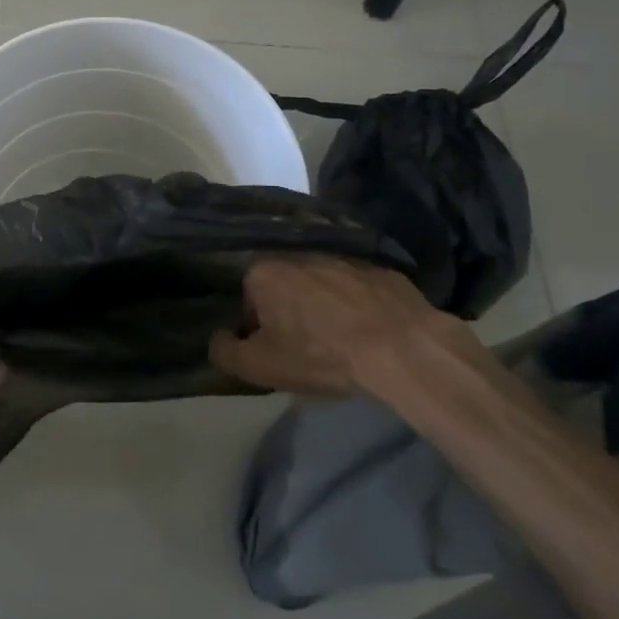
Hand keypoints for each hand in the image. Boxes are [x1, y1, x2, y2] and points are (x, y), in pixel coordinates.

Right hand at [210, 256, 475, 395]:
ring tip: (338, 337)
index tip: (275, 349)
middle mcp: (296, 252)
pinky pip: (353, 284)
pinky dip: (354, 301)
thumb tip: (218, 338)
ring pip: (318, 282)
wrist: (400, 346)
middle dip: (288, 310)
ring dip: (321, 303)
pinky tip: (367, 327)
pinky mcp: (376, 265)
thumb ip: (226, 352)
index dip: (257, 328)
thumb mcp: (262, 366)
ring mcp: (339, 254)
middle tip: (305, 344)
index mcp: (263, 271)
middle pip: (282, 286)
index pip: (247, 299)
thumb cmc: (321, 354)